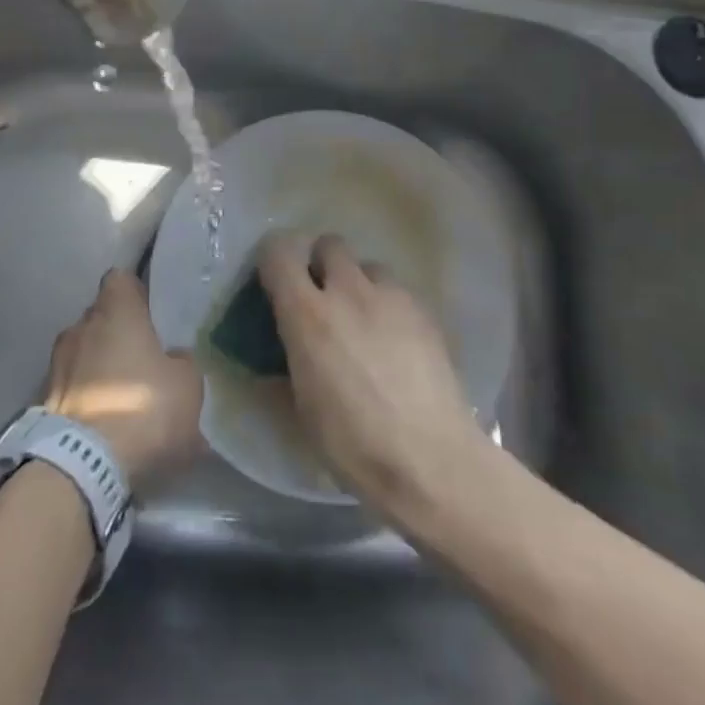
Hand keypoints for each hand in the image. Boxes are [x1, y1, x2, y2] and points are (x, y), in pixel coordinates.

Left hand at [44, 269, 202, 489]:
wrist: (81, 465)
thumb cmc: (142, 407)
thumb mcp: (187, 385)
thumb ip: (181, 362)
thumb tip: (172, 358)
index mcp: (115, 310)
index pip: (121, 279)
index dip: (137, 294)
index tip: (151, 315)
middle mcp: (80, 326)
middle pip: (101, 317)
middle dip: (119, 335)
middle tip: (144, 361)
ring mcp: (56, 362)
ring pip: (85, 353)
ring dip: (101, 368)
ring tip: (123, 397)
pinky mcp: (42, 399)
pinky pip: (73, 387)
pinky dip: (87, 398)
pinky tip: (106, 424)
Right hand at [257, 232, 490, 516]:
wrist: (432, 461)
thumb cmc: (354, 443)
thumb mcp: (302, 410)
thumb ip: (286, 366)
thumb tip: (273, 360)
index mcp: (308, 314)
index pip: (279, 252)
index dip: (273, 260)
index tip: (274, 283)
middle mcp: (348, 291)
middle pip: (329, 244)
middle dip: (321, 264)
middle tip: (322, 300)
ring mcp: (392, 297)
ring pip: (368, 266)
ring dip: (359, 284)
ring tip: (364, 323)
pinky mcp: (426, 312)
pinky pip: (398, 292)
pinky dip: (389, 307)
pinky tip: (396, 344)